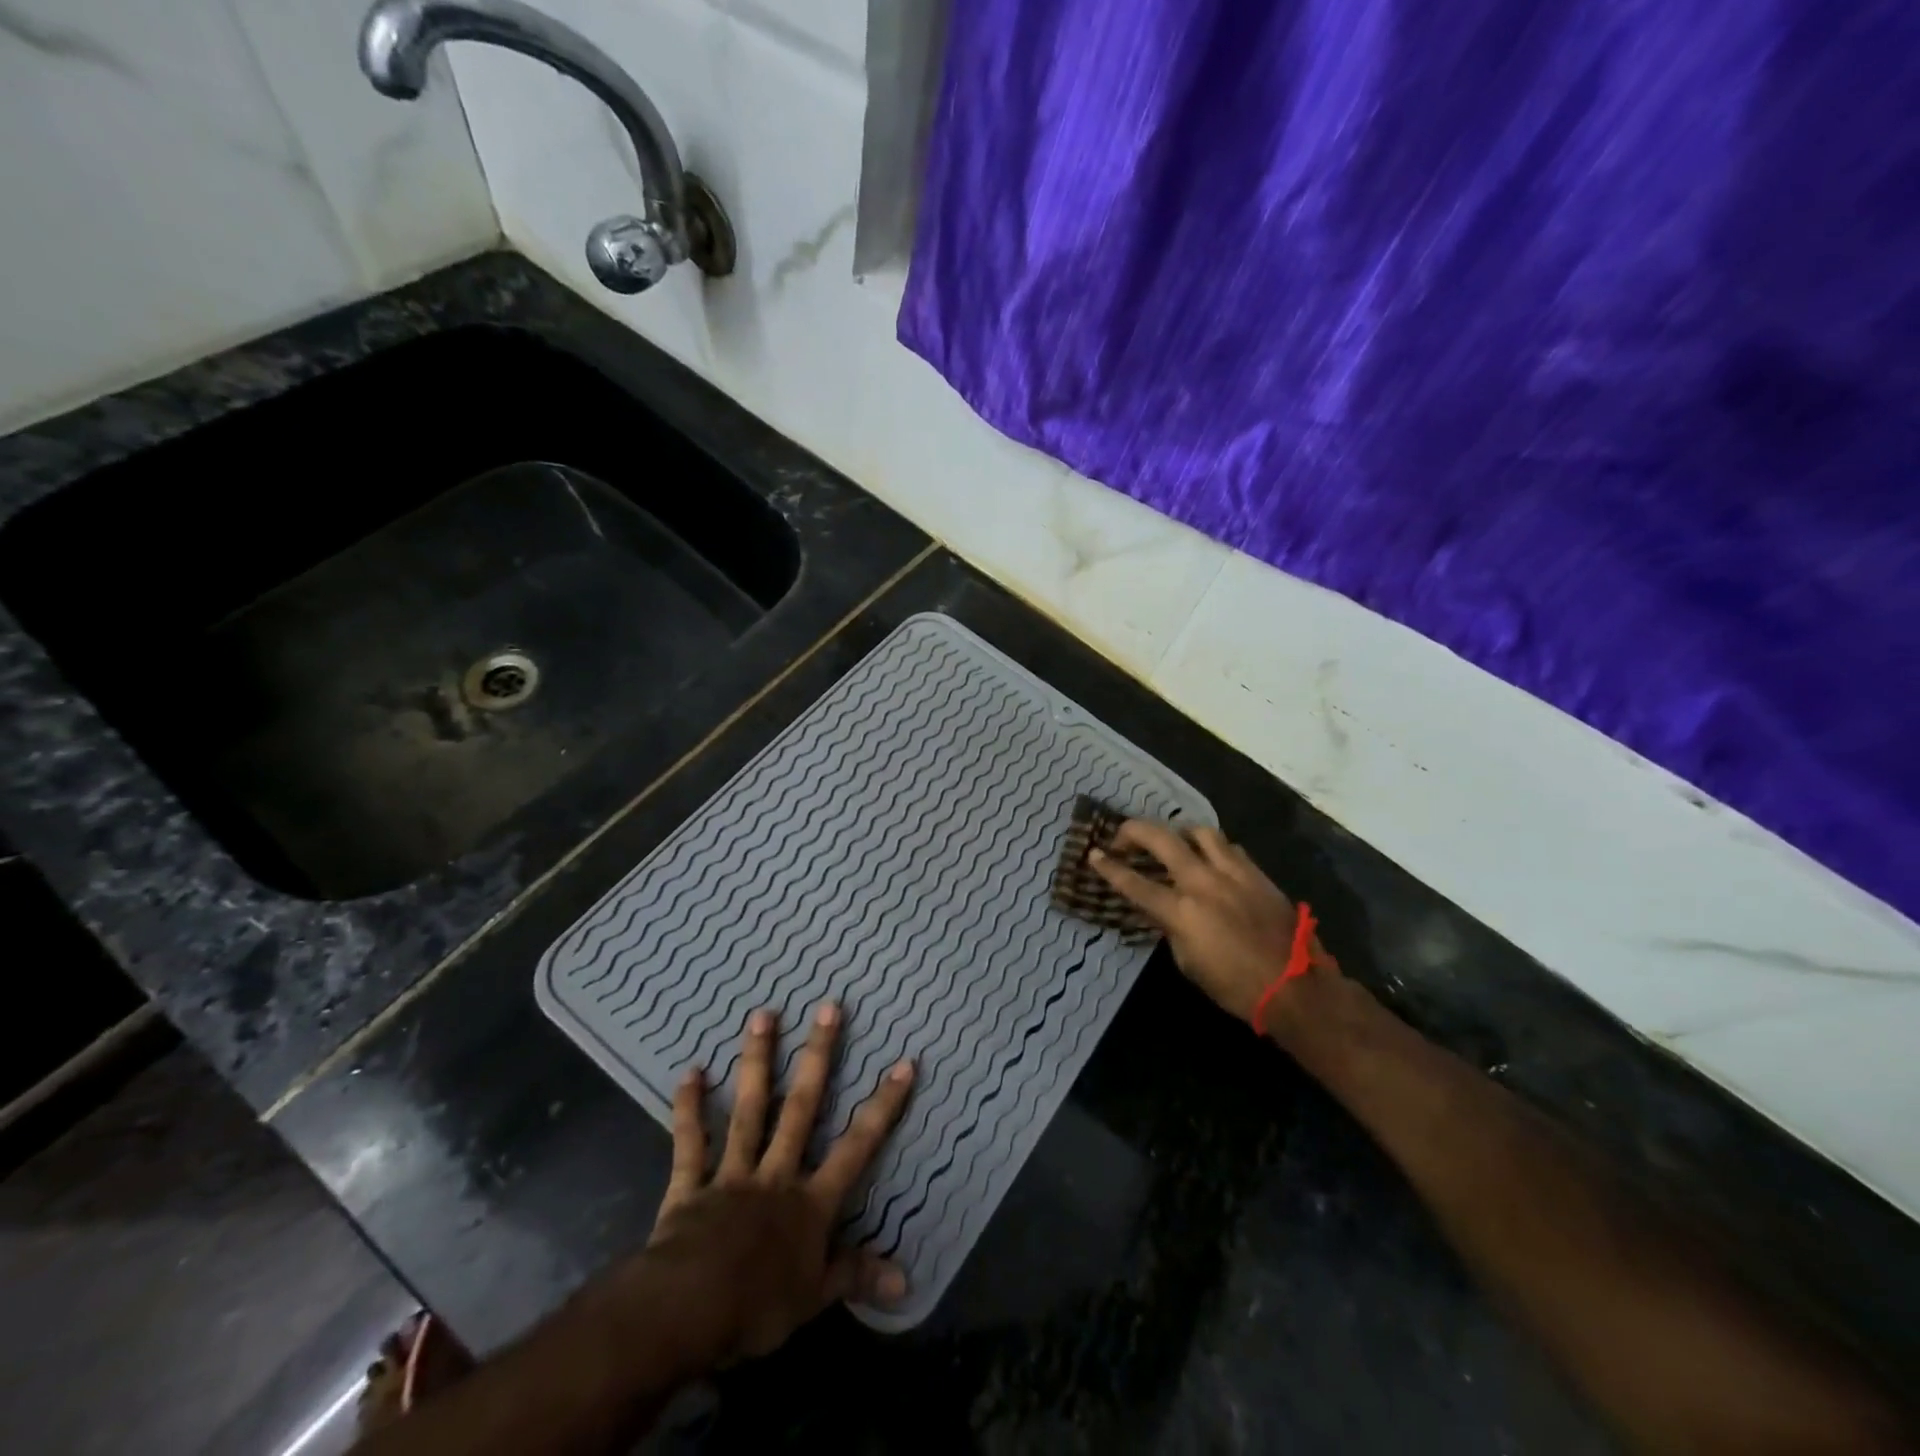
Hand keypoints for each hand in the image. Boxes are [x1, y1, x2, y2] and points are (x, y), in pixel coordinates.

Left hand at [640, 1002, 914, 1363]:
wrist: (688, 1312)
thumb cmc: (757, 1307)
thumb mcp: (815, 1299)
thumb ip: (856, 1278)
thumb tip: (907, 1283)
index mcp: (810, 1202)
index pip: (857, 1147)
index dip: (883, 1106)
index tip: (903, 1063)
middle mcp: (776, 1174)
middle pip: (802, 1107)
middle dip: (818, 1057)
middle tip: (828, 1007)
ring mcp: (733, 1174)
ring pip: (750, 1109)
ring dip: (758, 1061)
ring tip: (762, 1014)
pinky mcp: (691, 1185)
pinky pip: (691, 1142)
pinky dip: (689, 1108)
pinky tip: (690, 1072)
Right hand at [1091, 821, 1335, 1032]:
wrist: (1296, 988)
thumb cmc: (1236, 987)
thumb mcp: (1189, 963)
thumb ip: (1172, 928)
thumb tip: (1164, 910)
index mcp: (1182, 911)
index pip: (1134, 883)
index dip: (1109, 867)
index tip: (1093, 854)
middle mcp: (1203, 882)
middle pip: (1161, 839)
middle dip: (1134, 831)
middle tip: (1123, 837)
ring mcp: (1233, 873)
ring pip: (1199, 832)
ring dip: (1178, 833)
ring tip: (1172, 842)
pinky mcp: (1256, 873)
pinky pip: (1228, 847)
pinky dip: (1211, 847)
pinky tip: (1209, 859)